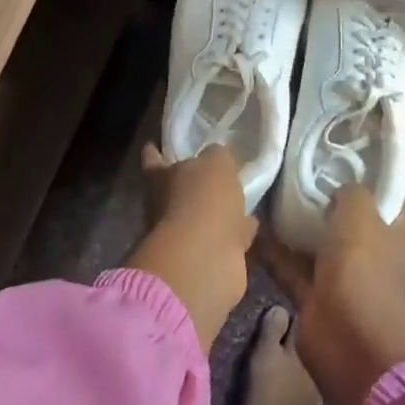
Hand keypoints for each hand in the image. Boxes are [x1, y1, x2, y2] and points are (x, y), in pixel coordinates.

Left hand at [127, 144, 256, 351]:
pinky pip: (221, 237)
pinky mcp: (204, 257)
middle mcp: (164, 205)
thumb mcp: (216, 162)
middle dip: (189, 184)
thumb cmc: (203, 199)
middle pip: (175, 189)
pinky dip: (234, 232)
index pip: (152, 159)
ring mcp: (182, 234)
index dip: (154, 153)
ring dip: (215, 211)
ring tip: (237, 198)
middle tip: (210, 174)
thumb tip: (217, 156)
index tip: (155, 145)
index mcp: (159, 178)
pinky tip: (251, 224)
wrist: (204, 258)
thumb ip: (216, 156)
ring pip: (200, 216)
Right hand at [257, 184, 404, 404]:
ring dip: (297, 224)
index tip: (349, 154)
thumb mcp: (360, 211)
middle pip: (354, 217)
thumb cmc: (363, 266)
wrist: (346, 336)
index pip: (397, 195)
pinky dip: (274, 251)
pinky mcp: (317, 294)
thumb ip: (351, 190)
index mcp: (401, 232)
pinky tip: (251, 228)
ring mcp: (346, 276)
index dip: (378, 175)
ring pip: (319, 241)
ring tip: (269, 192)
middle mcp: (377, 253)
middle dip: (329, 196)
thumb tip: (341, 187)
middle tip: (300, 169)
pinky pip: (292, 266)